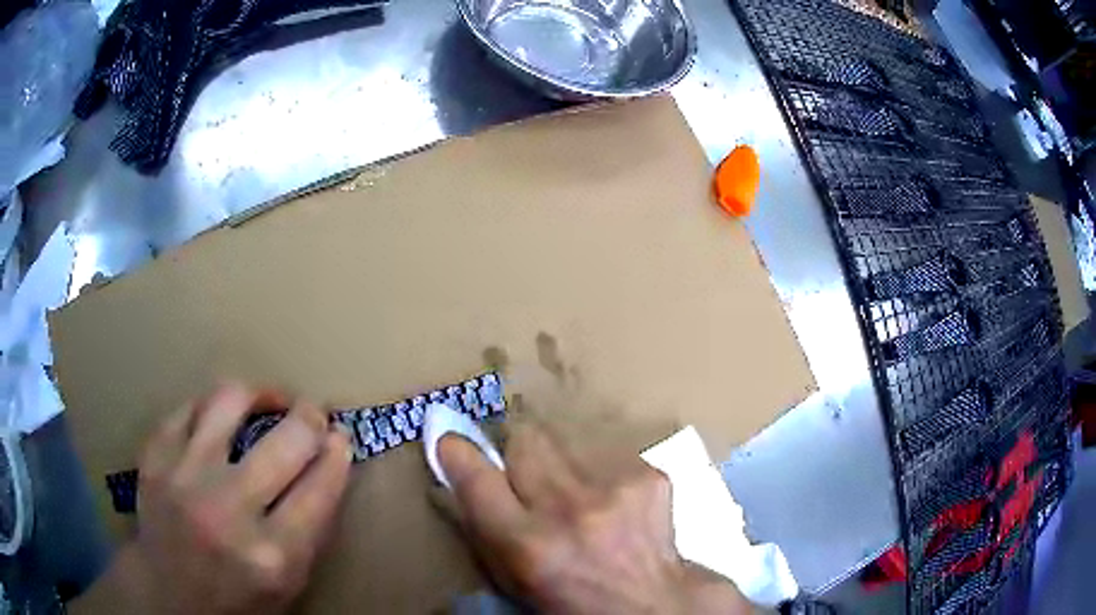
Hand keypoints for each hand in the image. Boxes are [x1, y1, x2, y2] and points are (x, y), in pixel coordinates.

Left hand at [71, 384, 351, 614]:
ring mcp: (183, 478)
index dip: (337, 454)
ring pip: (228, 402)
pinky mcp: (153, 458)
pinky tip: (220, 416)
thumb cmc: (236, 600)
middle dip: (310, 418)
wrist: (166, 596)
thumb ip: (311, 529)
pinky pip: (187, 408)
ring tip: (268, 399)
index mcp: (272, 556)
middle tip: (313, 414)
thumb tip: (328, 464)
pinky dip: (210, 407)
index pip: (320, 489)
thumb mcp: (288, 583)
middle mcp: (227, 511)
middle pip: (285, 441)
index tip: (341, 438)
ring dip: (259, 394)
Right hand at [437, 416, 751, 614]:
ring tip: (579, 496)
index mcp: (528, 545)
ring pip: (566, 440)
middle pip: (525, 439)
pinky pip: (606, 452)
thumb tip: (456, 468)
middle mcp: (569, 510)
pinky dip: (600, 471)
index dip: (458, 452)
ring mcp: (615, 489)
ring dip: (562, 463)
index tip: (451, 441)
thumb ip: (481, 524)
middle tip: (529, 474)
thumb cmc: (571, 599)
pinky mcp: (649, 475)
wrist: (651, 602)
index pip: (475, 477)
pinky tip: (614, 502)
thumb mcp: (512, 577)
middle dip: (519, 451)